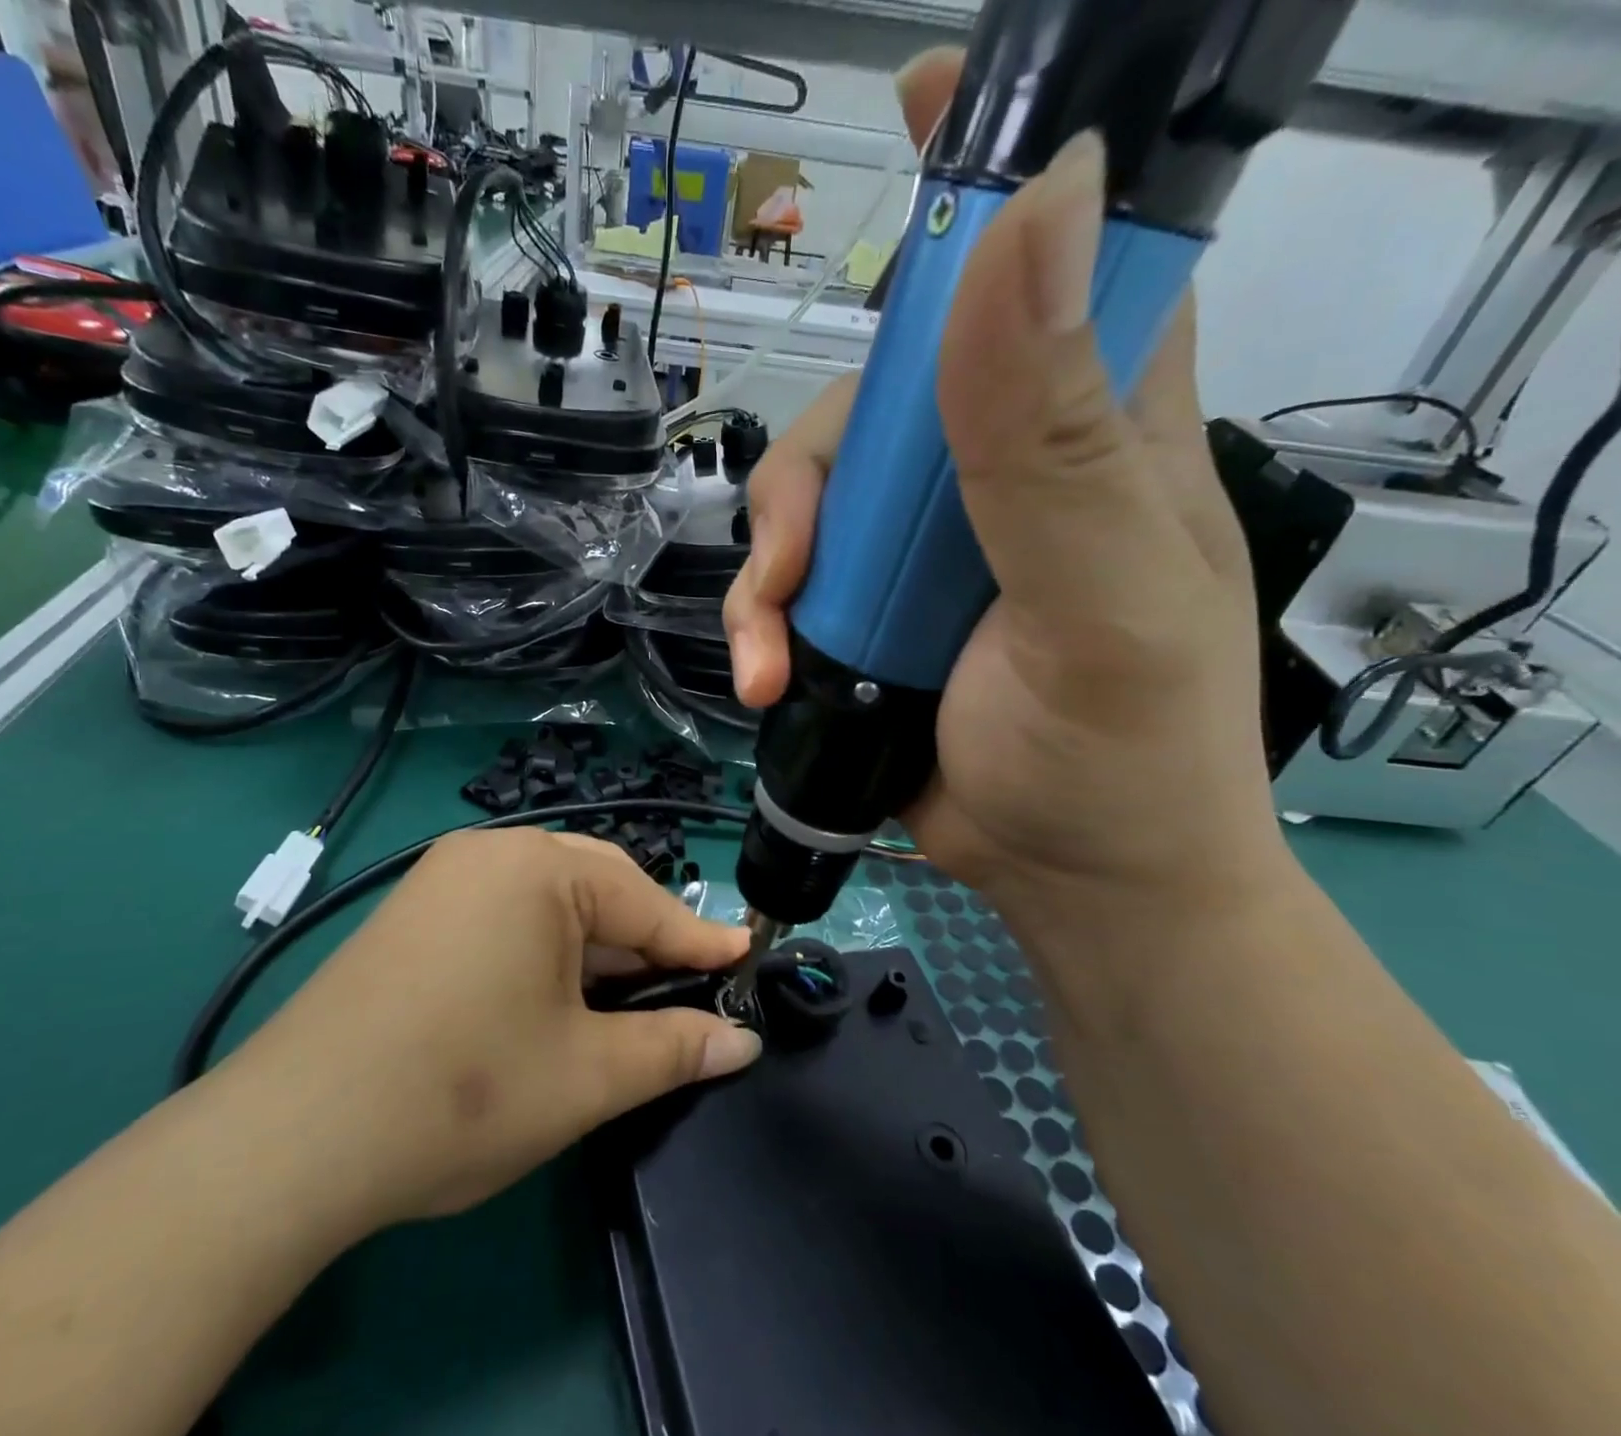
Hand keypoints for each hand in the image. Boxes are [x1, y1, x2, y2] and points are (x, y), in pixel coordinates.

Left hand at [227, 830, 758, 1227]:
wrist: (294, 1138)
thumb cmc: (463, 1092)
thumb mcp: (586, 1075)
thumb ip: (673, 1049)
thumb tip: (742, 1043)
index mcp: (537, 869)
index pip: (644, 902)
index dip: (698, 941)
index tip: (745, 959)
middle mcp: (489, 854)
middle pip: (597, 888)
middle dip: (645, 940)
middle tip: (687, 986)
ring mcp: (443, 879)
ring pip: (549, 902)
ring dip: (595, 948)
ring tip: (627, 997)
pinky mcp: (414, 913)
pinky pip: (505, 915)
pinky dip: (544, 950)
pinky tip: (555, 995)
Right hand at [724, 50, 1285, 920]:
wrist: (1067, 879)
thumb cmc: (1120, 753)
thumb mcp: (1100, 599)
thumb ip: (1049, 435)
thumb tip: (1031, 205)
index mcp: (1093, 425)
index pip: (1064, 256)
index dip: (994, 181)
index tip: (918, 111)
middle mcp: (998, 466)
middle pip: (875, 396)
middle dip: (813, 470)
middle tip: (794, 559)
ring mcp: (920, 546)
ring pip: (811, 496)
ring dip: (768, 568)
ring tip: (771, 651)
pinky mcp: (868, 613)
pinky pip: (789, 584)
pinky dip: (760, 626)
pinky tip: (764, 678)